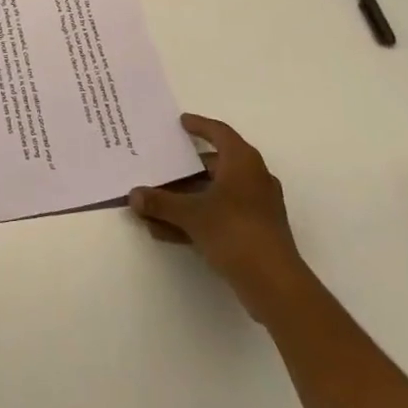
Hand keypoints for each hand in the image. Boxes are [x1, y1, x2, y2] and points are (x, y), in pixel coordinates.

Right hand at [128, 114, 303, 300]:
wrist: (275, 285)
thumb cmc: (235, 232)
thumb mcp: (191, 214)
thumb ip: (160, 202)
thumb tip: (133, 195)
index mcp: (243, 162)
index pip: (219, 132)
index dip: (199, 126)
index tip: (181, 122)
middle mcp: (253, 178)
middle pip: (214, 165)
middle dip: (184, 170)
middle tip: (160, 167)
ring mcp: (256, 208)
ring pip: (214, 194)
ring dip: (185, 199)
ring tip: (155, 206)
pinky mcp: (255, 233)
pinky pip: (219, 216)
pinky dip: (196, 219)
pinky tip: (166, 232)